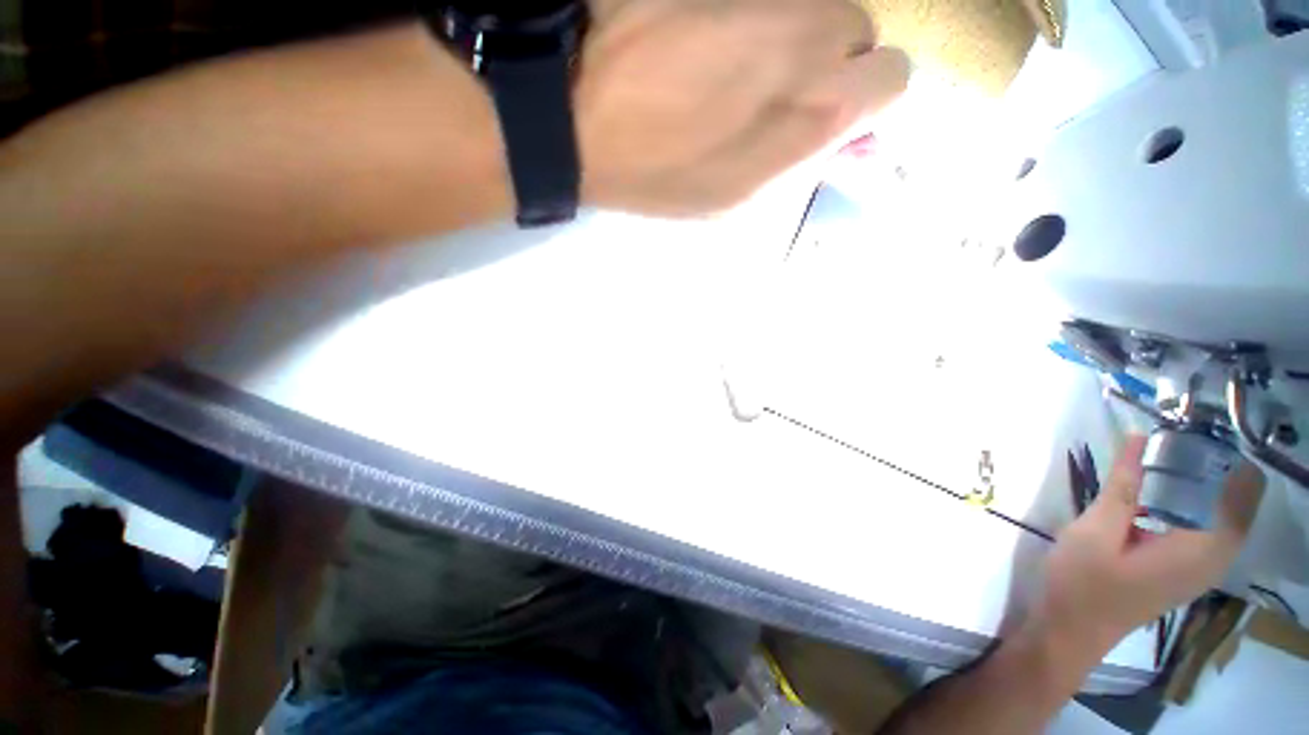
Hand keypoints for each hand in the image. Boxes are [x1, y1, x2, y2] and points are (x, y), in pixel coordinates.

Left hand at [577, 0, 908, 215]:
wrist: (584, 118)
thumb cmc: (663, 177)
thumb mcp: (739, 198)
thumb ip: (803, 161)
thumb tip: (854, 142)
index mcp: (819, 108)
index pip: (894, 79)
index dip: (862, 96)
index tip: (827, 109)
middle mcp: (812, 32)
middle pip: (858, 29)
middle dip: (827, 58)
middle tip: (772, 85)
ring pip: (815, 0)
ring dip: (791, 27)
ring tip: (733, 59)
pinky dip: (753, 9)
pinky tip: (709, 35)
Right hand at [1030, 435, 1264, 660]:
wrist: (1073, 630)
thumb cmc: (1083, 582)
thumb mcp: (1095, 530)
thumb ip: (1123, 486)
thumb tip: (1140, 437)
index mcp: (1200, 548)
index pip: (1243, 493)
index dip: (1232, 456)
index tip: (1202, 426)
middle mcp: (1213, 557)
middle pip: (1239, 500)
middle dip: (1219, 464)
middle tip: (1178, 434)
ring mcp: (1202, 567)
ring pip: (1226, 513)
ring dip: (1208, 481)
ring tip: (1171, 453)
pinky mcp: (1188, 570)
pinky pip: (1209, 527)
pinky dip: (1197, 501)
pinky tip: (1164, 490)